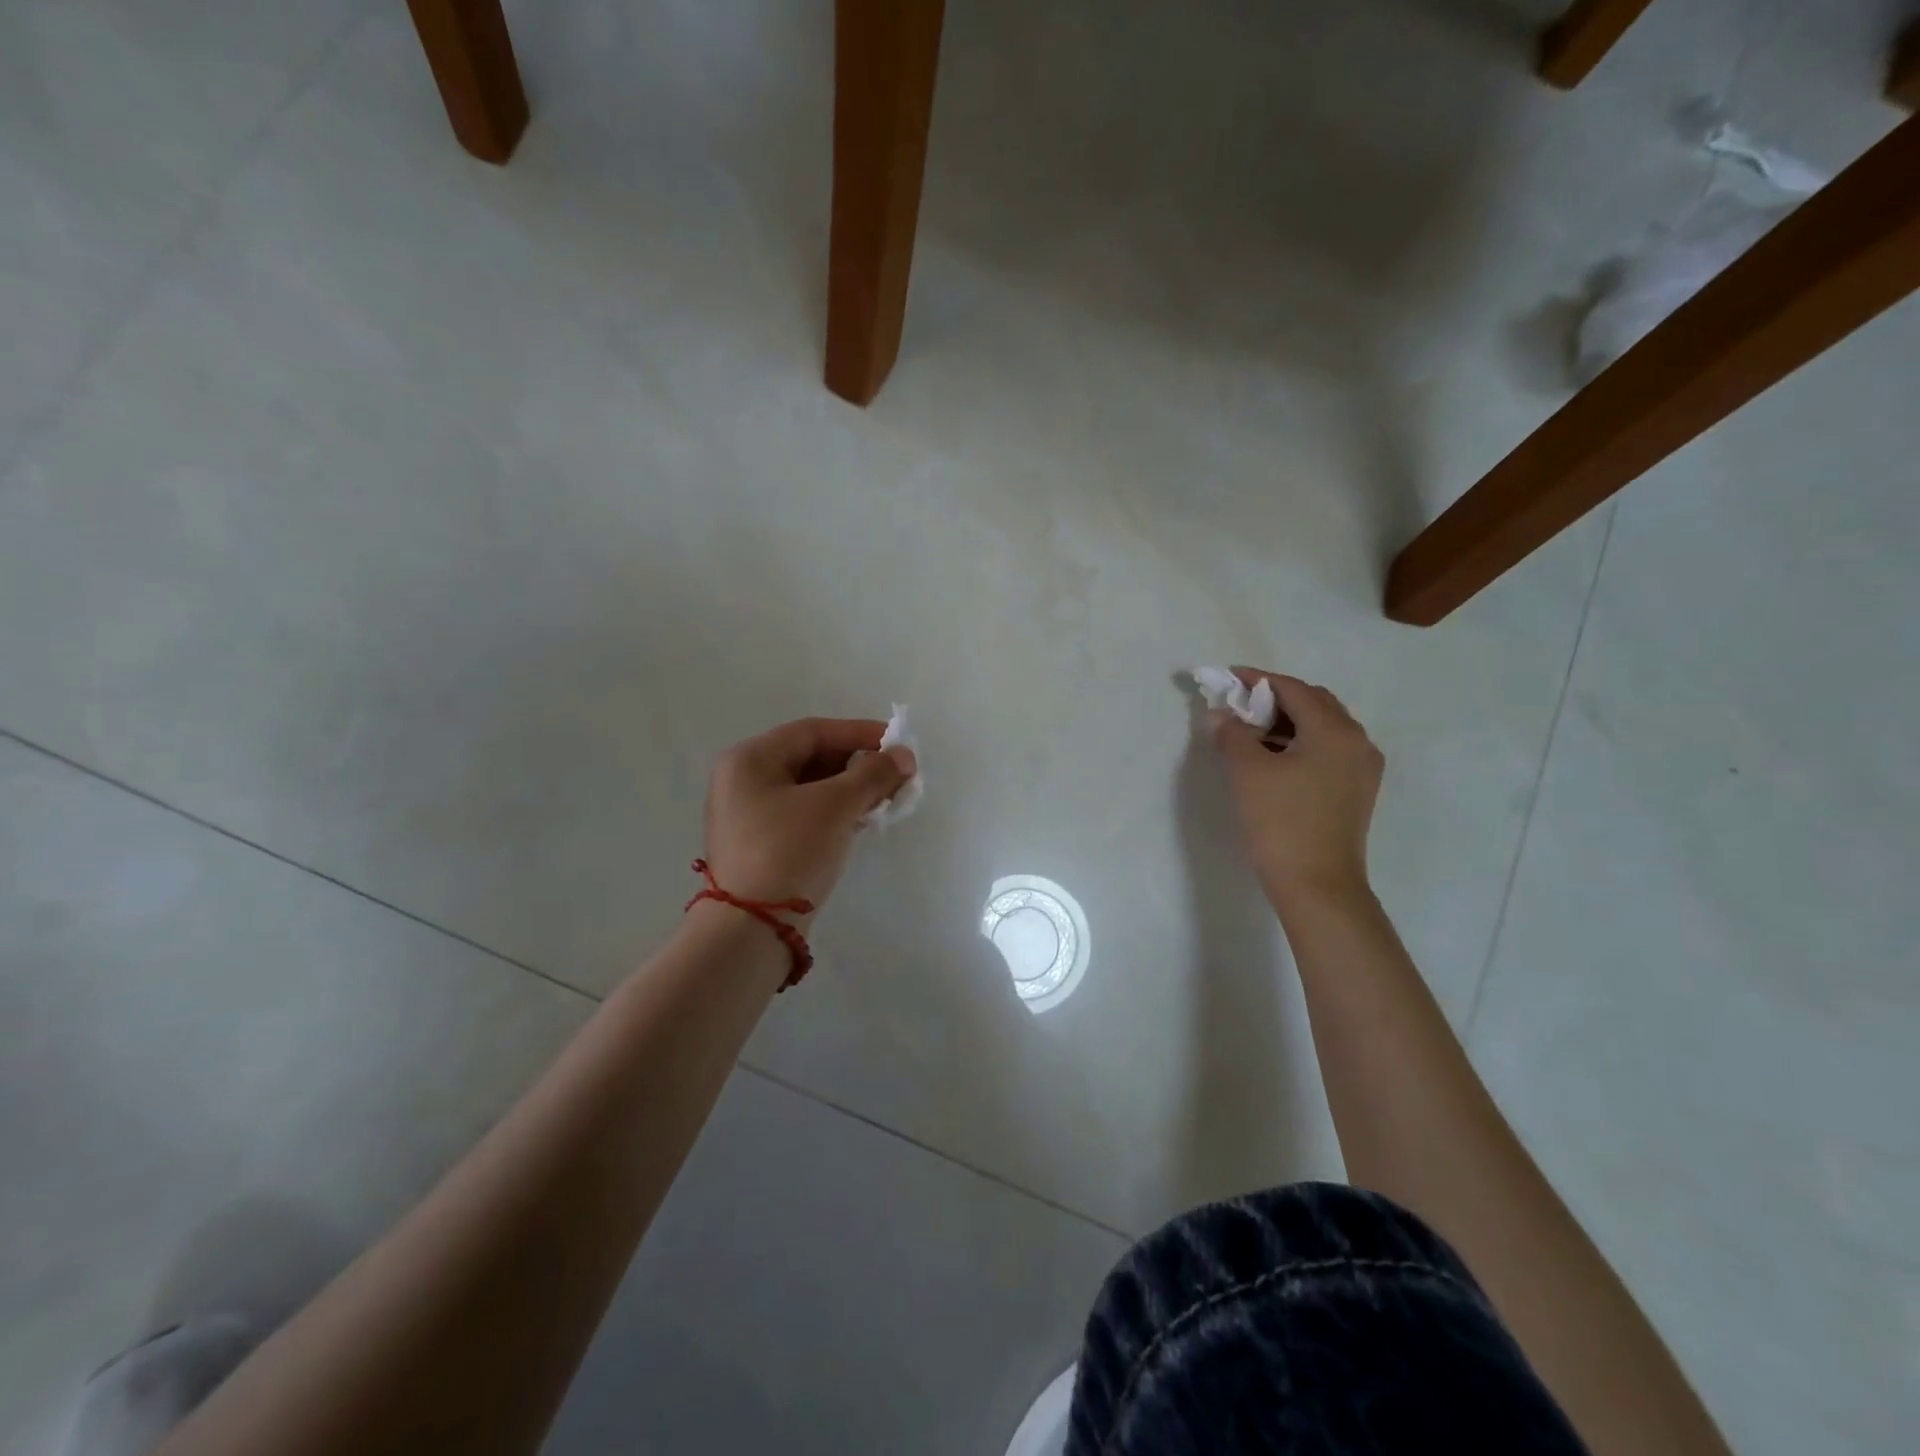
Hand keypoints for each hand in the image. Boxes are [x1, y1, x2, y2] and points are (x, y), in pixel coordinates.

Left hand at [703, 718, 916, 914]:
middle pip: (811, 758)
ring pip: (811, 788)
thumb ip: (872, 774)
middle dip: (858, 764)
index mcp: (750, 760)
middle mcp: (743, 781)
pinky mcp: (762, 845)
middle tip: (897, 775)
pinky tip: (864, 820)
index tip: (898, 743)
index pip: (813, 732)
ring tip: (887, 798)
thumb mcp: (835, 806)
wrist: (752, 928)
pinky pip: (805, 814)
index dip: (859, 733)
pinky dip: (836, 812)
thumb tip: (904, 756)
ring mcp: (750, 815)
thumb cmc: (789, 851)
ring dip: (851, 789)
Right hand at [1206, 669, 1383, 904]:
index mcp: (1334, 730)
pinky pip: (1328, 749)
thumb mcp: (1248, 773)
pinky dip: (1300, 743)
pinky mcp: (1357, 790)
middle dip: (1275, 698)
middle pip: (1314, 703)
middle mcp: (1357, 741)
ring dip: (1287, 721)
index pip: (1294, 689)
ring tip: (1250, 732)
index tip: (1227, 678)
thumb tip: (1220, 715)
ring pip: (1322, 727)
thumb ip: (1232, 734)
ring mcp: (1362, 767)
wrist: (1318, 886)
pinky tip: (1274, 757)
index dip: (1258, 680)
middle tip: (1239, 705)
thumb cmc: (1281, 823)